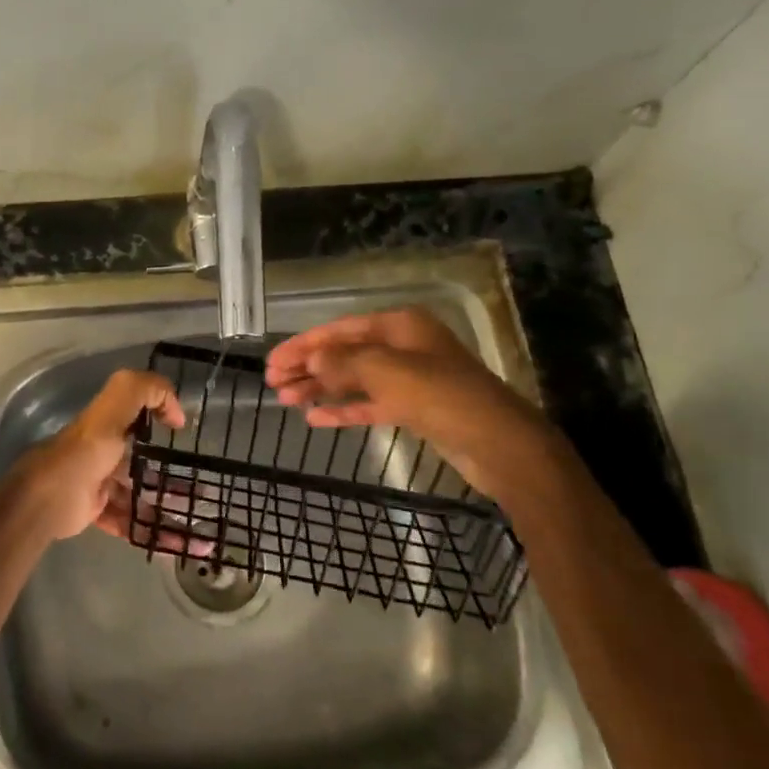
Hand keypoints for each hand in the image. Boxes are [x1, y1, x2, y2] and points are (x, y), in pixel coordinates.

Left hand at [10, 369, 185, 541]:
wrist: (46, 500)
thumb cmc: (84, 453)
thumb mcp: (114, 409)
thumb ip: (144, 391)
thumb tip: (176, 410)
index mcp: (108, 425)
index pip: (139, 415)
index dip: (162, 417)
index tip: (183, 433)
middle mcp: (104, 451)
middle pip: (143, 461)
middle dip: (171, 475)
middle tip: (200, 492)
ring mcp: (99, 483)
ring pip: (138, 495)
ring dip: (164, 508)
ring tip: (193, 526)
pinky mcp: (94, 510)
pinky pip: (127, 521)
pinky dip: (149, 532)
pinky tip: (172, 544)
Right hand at [264, 307, 553, 497]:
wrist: (497, 442)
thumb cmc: (440, 395)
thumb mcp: (386, 372)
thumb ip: (344, 362)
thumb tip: (311, 358)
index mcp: (399, 326)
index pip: (339, 330)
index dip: (303, 345)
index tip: (271, 360)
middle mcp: (402, 346)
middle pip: (343, 353)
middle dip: (307, 367)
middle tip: (271, 382)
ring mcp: (409, 378)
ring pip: (353, 379)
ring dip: (319, 388)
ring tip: (284, 399)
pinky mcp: (413, 408)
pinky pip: (369, 404)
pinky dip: (343, 409)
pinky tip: (314, 418)